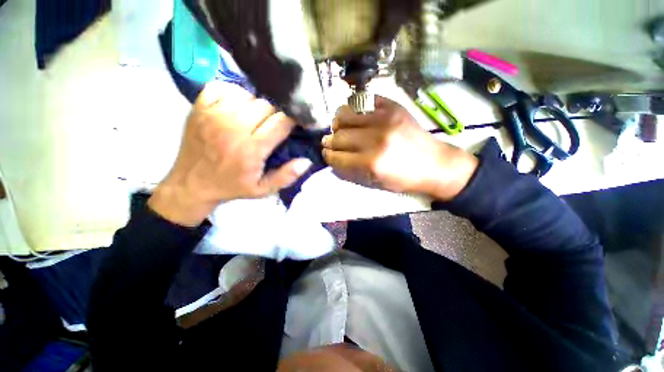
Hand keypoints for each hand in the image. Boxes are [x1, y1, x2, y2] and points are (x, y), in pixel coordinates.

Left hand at [148, 82, 311, 226]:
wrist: (191, 184)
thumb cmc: (231, 186)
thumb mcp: (263, 189)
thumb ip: (286, 176)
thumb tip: (306, 161)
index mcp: (251, 149)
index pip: (281, 122)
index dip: (292, 120)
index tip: (294, 124)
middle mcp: (233, 128)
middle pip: (266, 105)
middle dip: (275, 114)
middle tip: (273, 125)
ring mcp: (214, 114)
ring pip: (248, 94)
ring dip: (256, 104)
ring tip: (255, 118)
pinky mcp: (199, 107)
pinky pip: (224, 87)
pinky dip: (235, 94)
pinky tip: (236, 107)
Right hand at [322, 96, 477, 200]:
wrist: (434, 163)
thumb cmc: (404, 178)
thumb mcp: (375, 182)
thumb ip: (351, 170)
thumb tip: (333, 156)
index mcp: (371, 162)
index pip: (336, 157)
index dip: (328, 157)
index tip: (327, 155)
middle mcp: (375, 139)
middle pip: (338, 137)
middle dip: (329, 142)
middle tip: (330, 142)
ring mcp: (384, 118)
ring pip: (344, 114)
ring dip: (337, 123)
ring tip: (340, 128)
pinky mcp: (392, 106)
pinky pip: (361, 101)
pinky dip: (353, 109)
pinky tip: (354, 117)